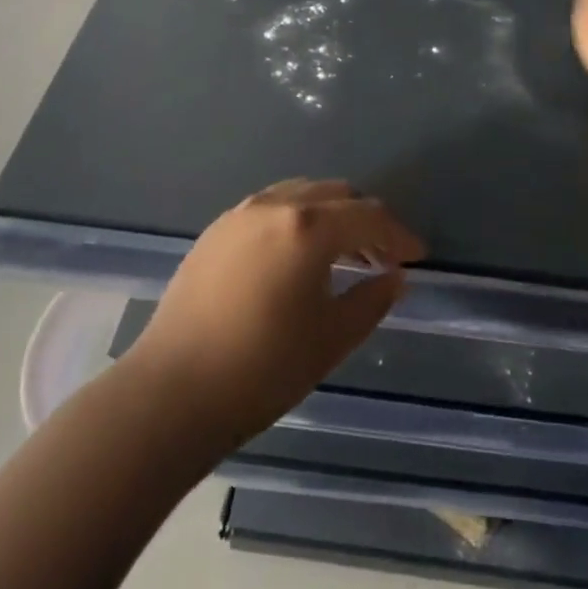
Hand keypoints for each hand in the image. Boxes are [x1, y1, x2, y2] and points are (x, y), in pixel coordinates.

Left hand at [122, 178, 424, 447]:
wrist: (169, 394)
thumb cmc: (261, 370)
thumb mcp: (330, 339)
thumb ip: (371, 301)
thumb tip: (396, 277)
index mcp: (310, 227)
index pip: (369, 216)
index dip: (399, 235)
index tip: (417, 256)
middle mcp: (278, 204)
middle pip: (337, 195)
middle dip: (366, 221)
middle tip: (382, 257)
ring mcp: (242, 212)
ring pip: (303, 194)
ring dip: (331, 216)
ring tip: (341, 254)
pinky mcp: (217, 229)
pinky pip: (271, 206)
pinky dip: (297, 219)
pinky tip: (296, 255)